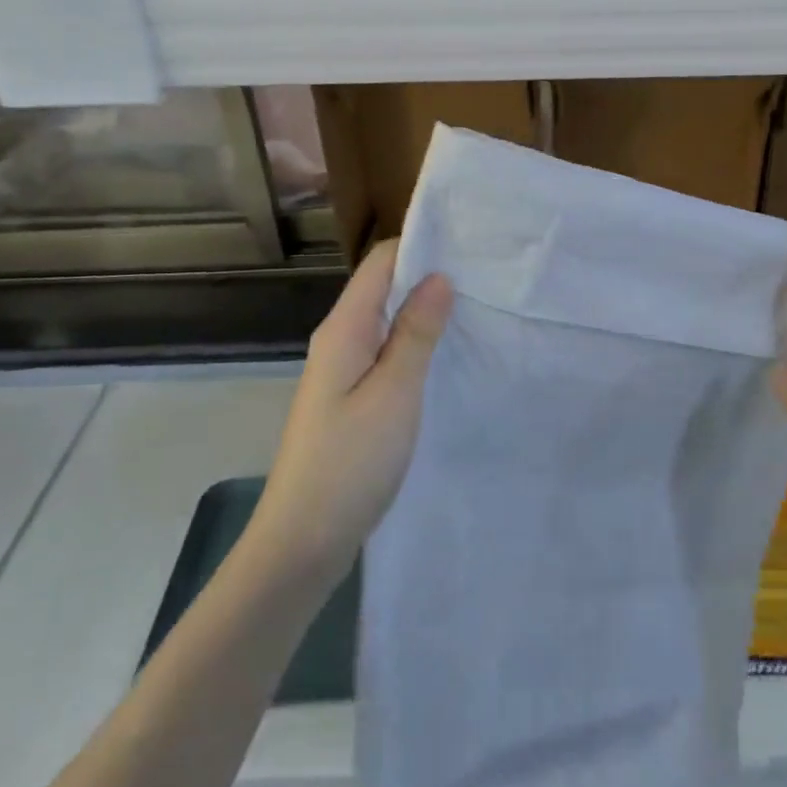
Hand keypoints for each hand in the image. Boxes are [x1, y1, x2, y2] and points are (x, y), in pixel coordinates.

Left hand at [253, 241, 451, 580]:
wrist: (302, 542)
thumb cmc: (350, 463)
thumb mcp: (393, 393)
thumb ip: (416, 332)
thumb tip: (439, 276)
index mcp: (344, 329)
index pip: (381, 262)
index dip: (421, 245)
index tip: (469, 243)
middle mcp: (339, 340)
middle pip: (384, 287)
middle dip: (429, 276)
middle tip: (484, 275)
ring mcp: (343, 371)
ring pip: (387, 321)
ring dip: (424, 312)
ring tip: (475, 307)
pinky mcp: (351, 399)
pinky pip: (386, 352)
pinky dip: (415, 344)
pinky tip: (445, 354)